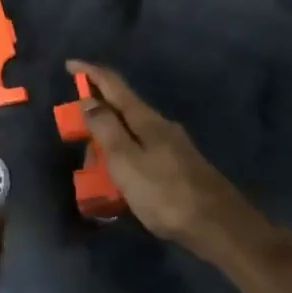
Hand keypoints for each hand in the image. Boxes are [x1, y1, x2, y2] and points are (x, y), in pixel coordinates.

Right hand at [68, 60, 275, 263]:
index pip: (113, 84)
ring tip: (96, 176)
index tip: (69, 65)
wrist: (221, 228)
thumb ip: (106, 129)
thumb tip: (89, 101)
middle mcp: (160, 126)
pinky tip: (122, 186)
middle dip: (95, 119)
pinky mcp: (180, 167)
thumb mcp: (126, 162)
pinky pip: (141, 154)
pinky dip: (124, 161)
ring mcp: (173, 146)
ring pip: (131, 135)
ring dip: (109, 145)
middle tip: (78, 143)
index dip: (90, 72)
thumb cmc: (167, 195)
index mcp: (145, 119)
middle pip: (121, 110)